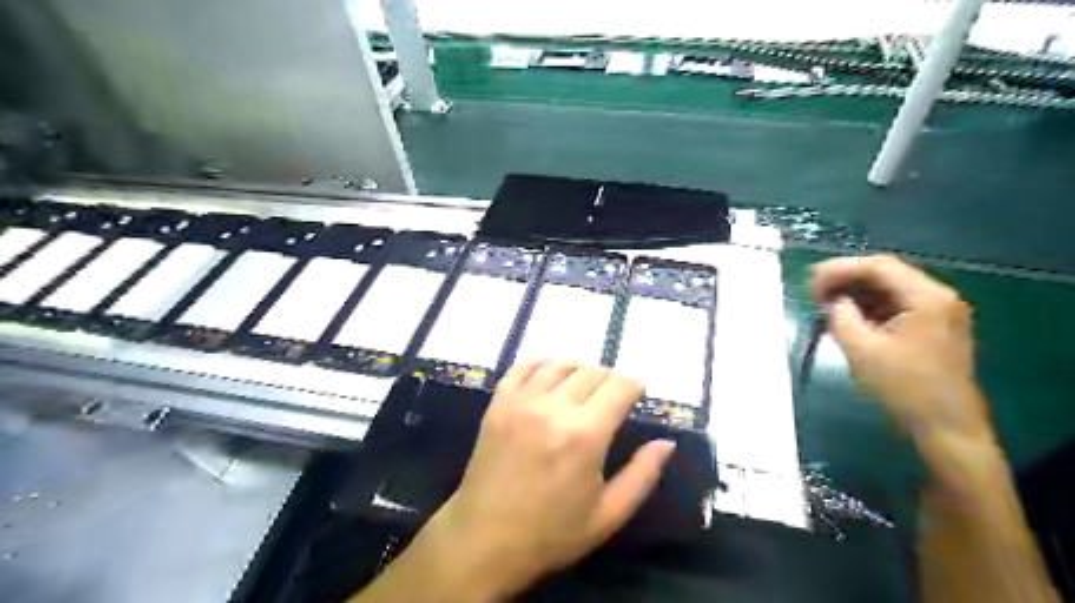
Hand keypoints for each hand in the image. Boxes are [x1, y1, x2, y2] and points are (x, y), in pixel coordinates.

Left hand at [412, 361, 669, 599]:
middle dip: (610, 380)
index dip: (635, 385)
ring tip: (584, 386)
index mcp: (585, 435)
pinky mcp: (498, 404)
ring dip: (579, 369)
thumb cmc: (551, 533)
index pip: (619, 387)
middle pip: (592, 372)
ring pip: (559, 364)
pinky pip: (522, 368)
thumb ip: (642, 475)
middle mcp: (553, 408)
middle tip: (612, 398)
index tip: (638, 394)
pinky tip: (549, 374)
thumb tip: (666, 442)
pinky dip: (541, 364)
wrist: (484, 540)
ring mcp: (521, 402)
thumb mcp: (608, 515)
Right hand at [815, 254, 990, 448]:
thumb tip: (832, 302)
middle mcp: (938, 297)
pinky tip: (846, 315)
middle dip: (845, 278)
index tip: (810, 282)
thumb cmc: (904, 389)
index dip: (839, 269)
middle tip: (813, 291)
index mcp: (927, 298)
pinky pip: (895, 304)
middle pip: (885, 272)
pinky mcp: (933, 327)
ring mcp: (939, 312)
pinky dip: (868, 306)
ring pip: (889, 288)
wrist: (947, 429)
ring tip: (824, 302)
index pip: (878, 266)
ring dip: (855, 291)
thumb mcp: (862, 351)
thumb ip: (841, 317)